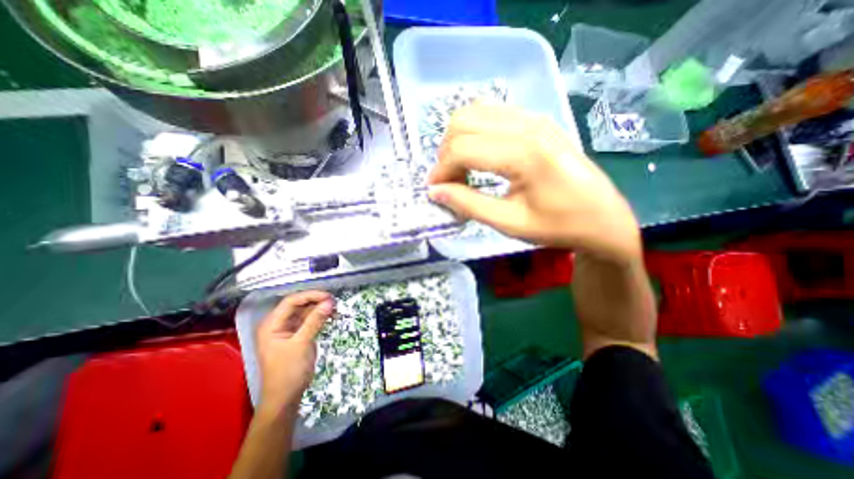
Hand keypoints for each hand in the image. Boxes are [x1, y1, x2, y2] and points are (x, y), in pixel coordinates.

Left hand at [254, 290, 331, 416]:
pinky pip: (310, 321)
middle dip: (317, 302)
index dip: (310, 296)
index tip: (328, 297)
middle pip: (299, 305)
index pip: (291, 301)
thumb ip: (315, 321)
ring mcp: (288, 329)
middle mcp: (278, 324)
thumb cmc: (288, 371)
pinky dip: (321, 318)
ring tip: (336, 309)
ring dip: (320, 309)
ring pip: (306, 312)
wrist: (286, 398)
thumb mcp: (302, 344)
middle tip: (335, 302)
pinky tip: (332, 317)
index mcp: (271, 324)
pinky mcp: (298, 335)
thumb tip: (329, 302)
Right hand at [427, 104, 640, 265]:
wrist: (602, 218)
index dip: (441, 170)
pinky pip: (491, 114)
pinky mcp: (536, 121)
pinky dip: (474, 134)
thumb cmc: (558, 226)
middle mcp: (528, 126)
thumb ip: (469, 204)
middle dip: (446, 153)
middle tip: (450, 181)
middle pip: (463, 121)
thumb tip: (435, 191)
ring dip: (458, 140)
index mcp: (525, 154)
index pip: (462, 148)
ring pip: (475, 112)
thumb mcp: (510, 223)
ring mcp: (534, 118)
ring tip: (462, 170)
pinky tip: (480, 158)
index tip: (436, 191)